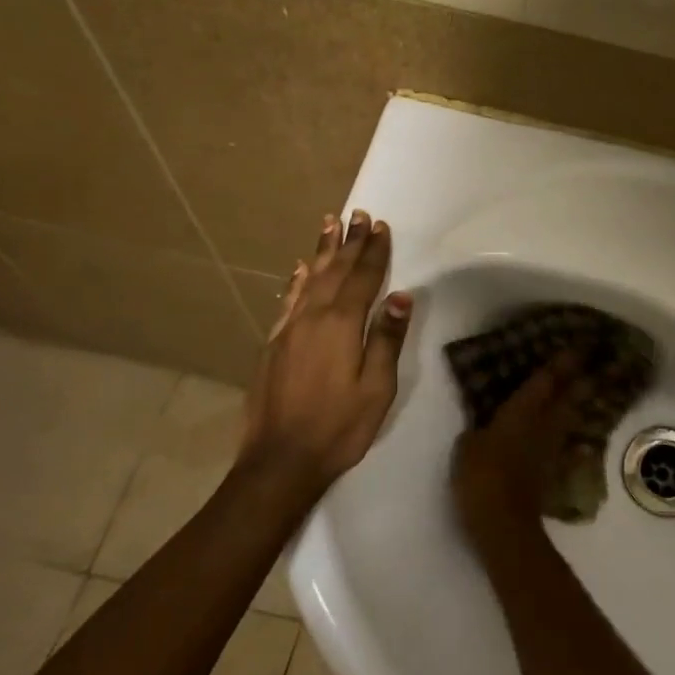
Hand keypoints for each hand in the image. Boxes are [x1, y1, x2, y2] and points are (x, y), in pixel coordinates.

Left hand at [237, 210, 411, 503]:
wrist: (280, 460)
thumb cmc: (339, 427)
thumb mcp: (376, 388)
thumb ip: (387, 340)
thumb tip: (401, 297)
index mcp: (341, 325)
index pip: (362, 279)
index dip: (374, 252)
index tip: (381, 226)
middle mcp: (312, 317)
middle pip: (335, 271)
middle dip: (349, 242)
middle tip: (358, 214)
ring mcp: (289, 329)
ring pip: (309, 279)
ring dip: (322, 251)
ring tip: (329, 224)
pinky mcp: (273, 344)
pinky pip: (288, 300)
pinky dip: (297, 280)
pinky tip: (301, 269)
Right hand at [451, 351, 583, 554]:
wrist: (503, 522)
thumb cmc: (481, 475)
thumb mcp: (467, 446)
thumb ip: (478, 430)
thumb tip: (484, 427)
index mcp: (522, 410)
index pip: (547, 379)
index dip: (563, 361)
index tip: (581, 345)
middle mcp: (543, 423)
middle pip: (570, 395)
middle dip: (584, 377)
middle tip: (602, 362)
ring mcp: (551, 448)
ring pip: (571, 418)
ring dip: (582, 403)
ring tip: (592, 391)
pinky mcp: (552, 471)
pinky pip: (568, 449)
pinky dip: (576, 444)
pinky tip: (584, 445)